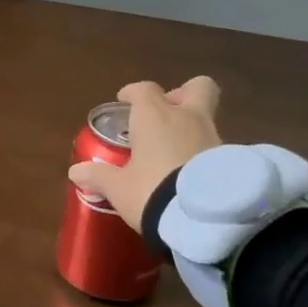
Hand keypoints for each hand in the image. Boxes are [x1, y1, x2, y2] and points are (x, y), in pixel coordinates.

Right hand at [67, 77, 222, 231]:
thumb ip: (98, 176)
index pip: (145, 90)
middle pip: (198, 87)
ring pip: (206, 118)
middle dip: (183, 94)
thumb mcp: (118, 188)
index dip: (133, 93)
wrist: (205, 219)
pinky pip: (215, 146)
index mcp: (155, 116)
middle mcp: (188, 118)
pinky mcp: (232, 160)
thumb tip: (75, 172)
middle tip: (168, 111)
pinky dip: (203, 152)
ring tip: (175, 151)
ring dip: (192, 128)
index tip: (124, 100)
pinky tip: (193, 172)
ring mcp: (214, 137)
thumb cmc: (152, 190)